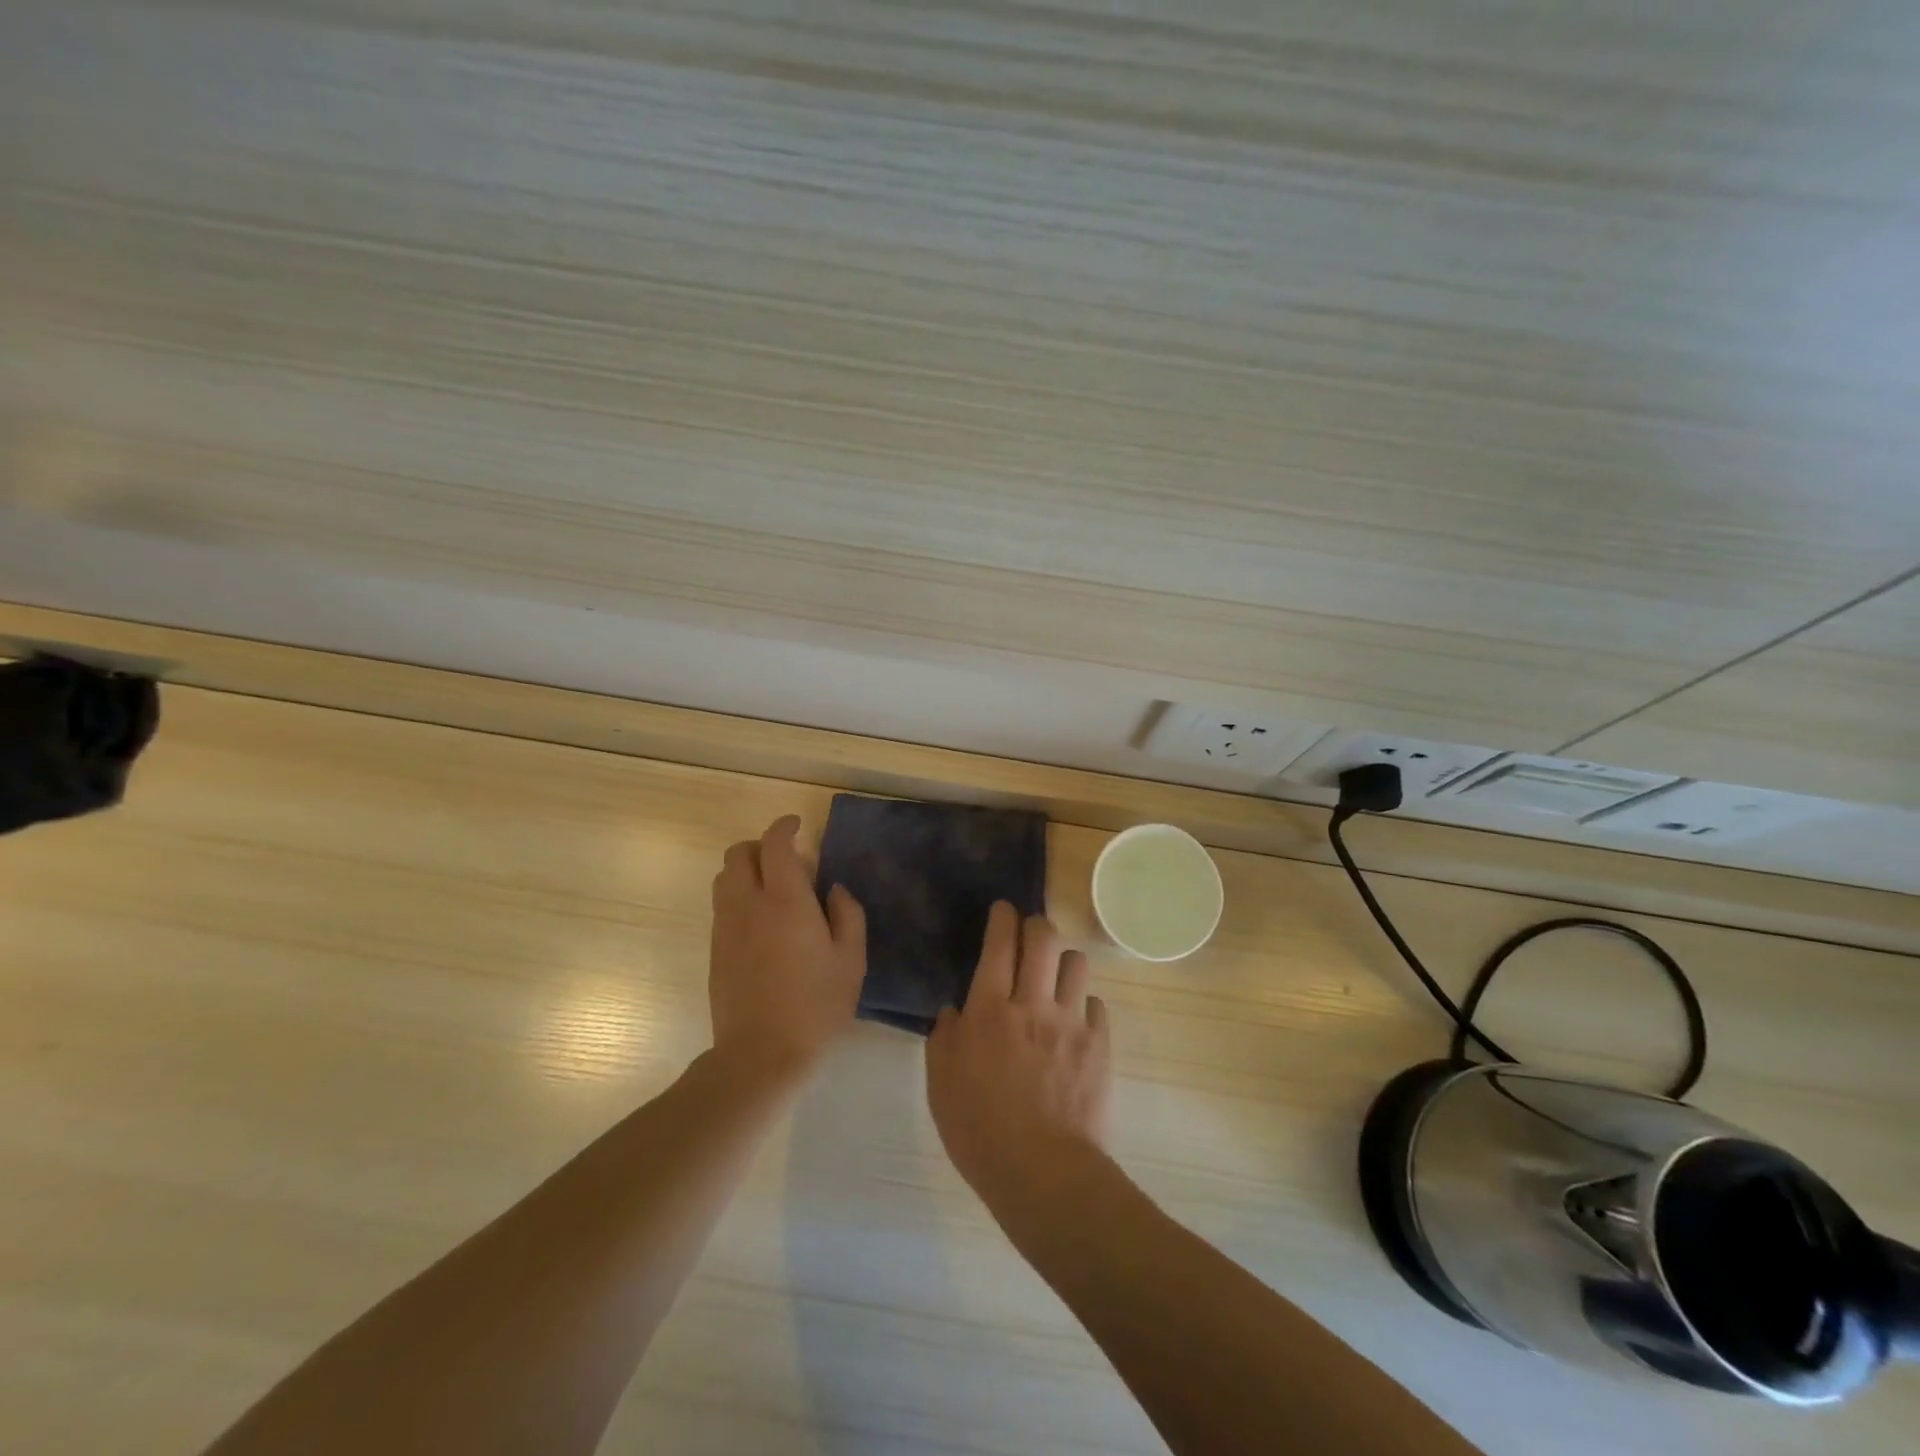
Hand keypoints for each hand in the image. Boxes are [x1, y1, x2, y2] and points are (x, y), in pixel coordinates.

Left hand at [709, 815, 866, 1083]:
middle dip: (761, 845)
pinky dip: (738, 895)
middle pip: (739, 853)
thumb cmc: (816, 1005)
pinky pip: (722, 904)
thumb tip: (833, 889)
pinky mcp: (715, 949)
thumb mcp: (851, 960)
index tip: (798, 826)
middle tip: (789, 861)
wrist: (761, 1054)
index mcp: (785, 900)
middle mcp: (748, 904)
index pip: (775, 844)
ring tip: (774, 891)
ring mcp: (725, 927)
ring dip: (746, 870)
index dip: (785, 826)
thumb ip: (848, 914)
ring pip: (724, 877)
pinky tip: (762, 923)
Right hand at [926, 903, 1111, 1207]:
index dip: (1002, 918)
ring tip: (1055, 977)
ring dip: (1063, 962)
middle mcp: (1032, 1003)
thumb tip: (954, 1012)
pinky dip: (1084, 1005)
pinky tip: (1075, 1022)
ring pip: (1076, 963)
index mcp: (989, 1009)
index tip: (1003, 909)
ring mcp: (1070, 1021)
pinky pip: (1097, 1004)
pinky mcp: (1099, 1044)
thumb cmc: (980, 1131)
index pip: (999, 944)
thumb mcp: (940, 1086)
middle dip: (1036, 925)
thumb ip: (943, 1039)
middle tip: (1029, 932)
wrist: (1044, 1172)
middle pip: (1043, 938)